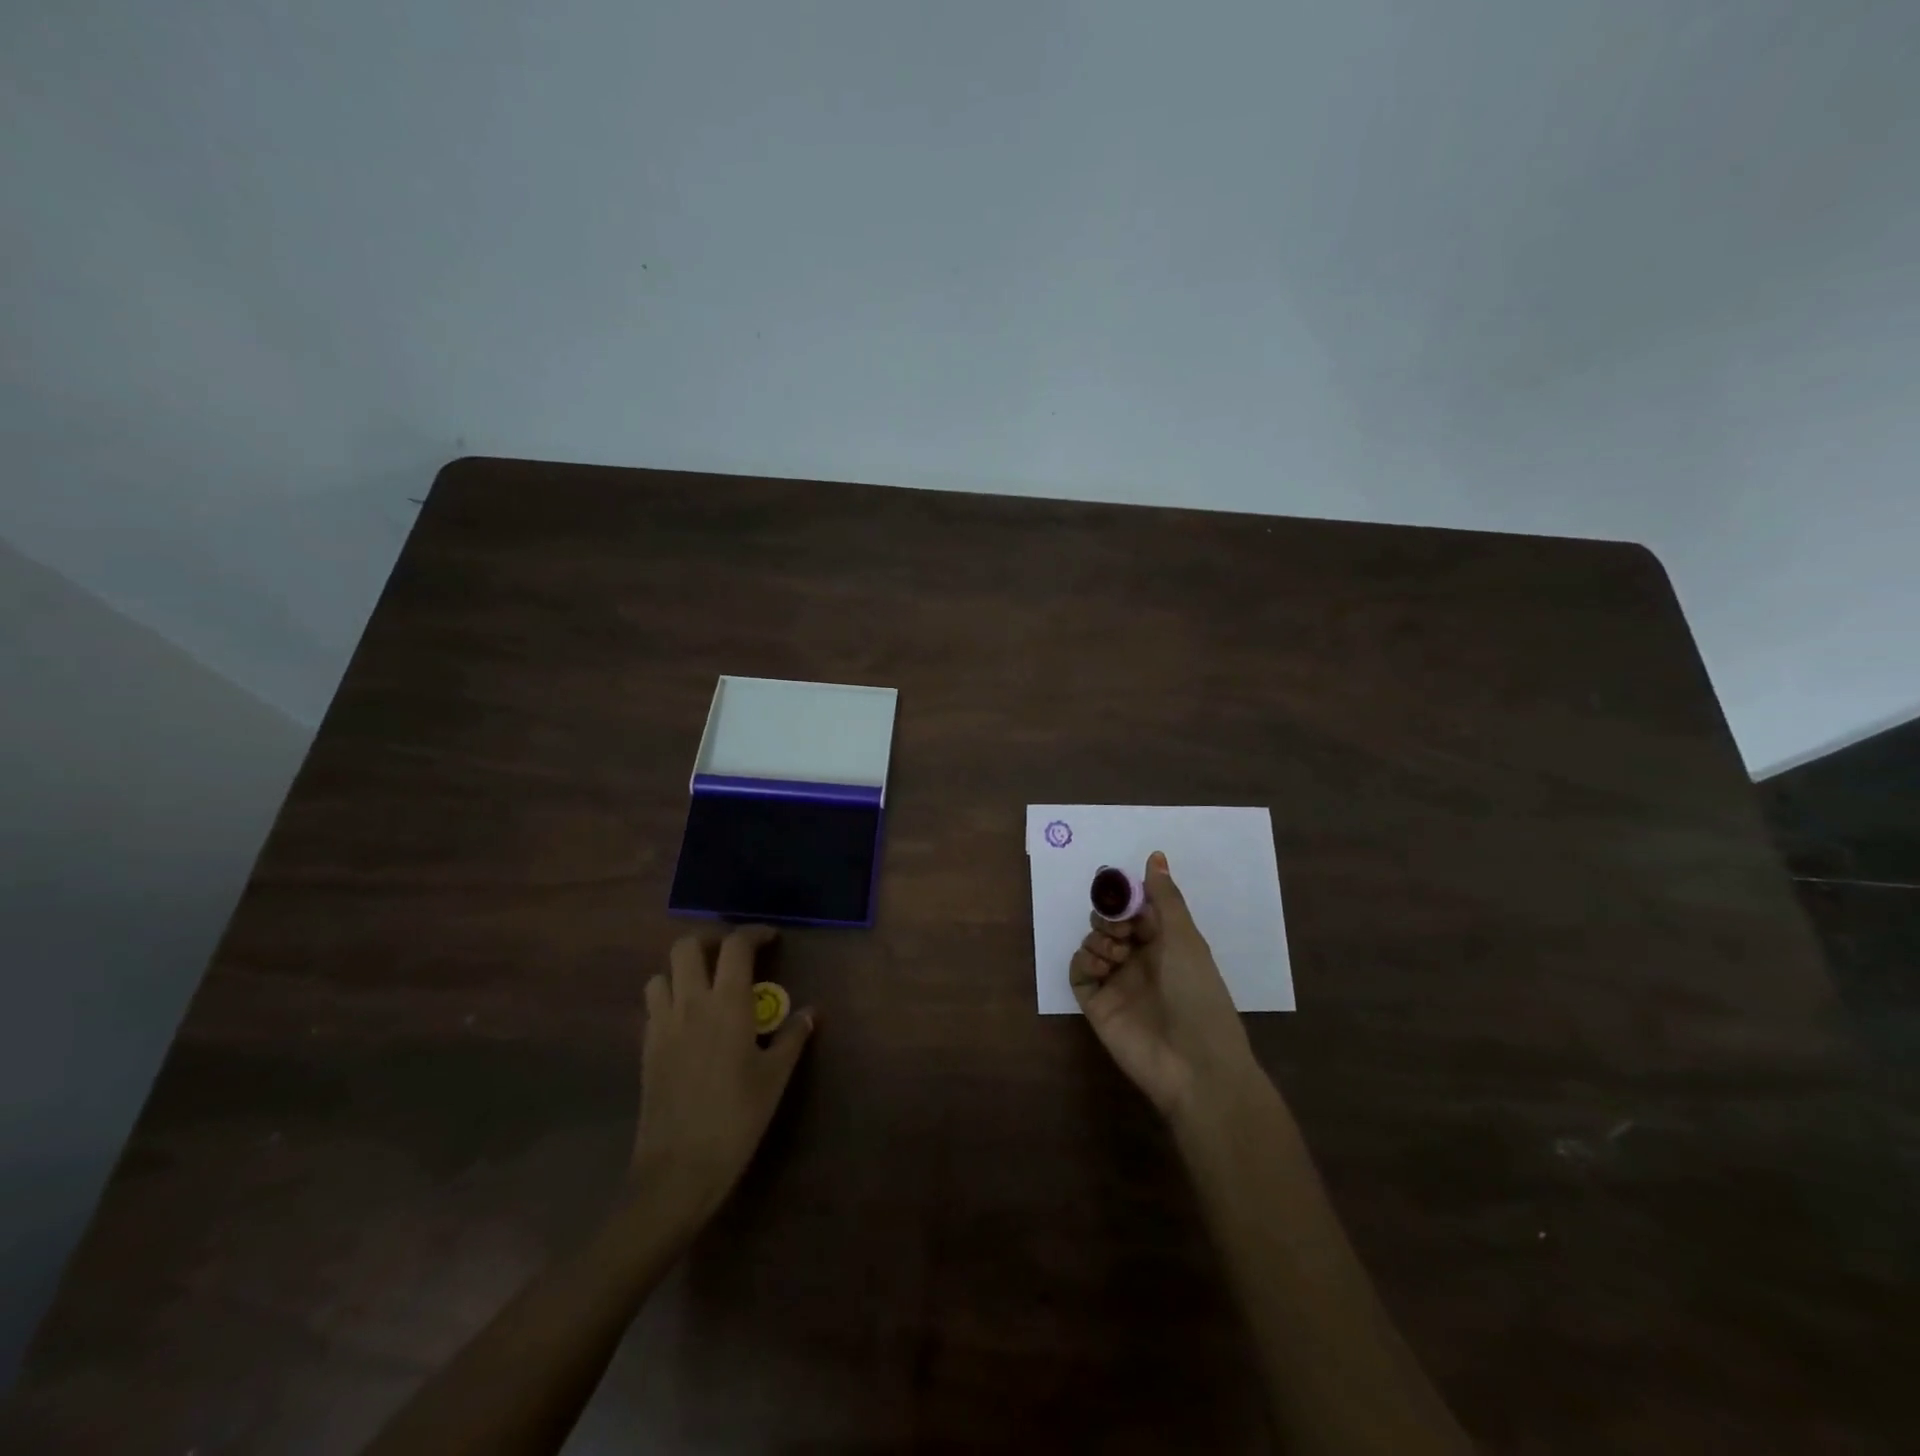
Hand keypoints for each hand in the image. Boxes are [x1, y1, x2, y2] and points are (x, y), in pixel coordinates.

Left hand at [632, 925, 814, 1227]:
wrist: (678, 1170)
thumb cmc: (737, 1119)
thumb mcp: (775, 1078)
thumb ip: (792, 1037)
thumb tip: (811, 1013)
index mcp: (727, 1004)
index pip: (735, 946)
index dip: (753, 933)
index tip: (770, 938)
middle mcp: (690, 1004)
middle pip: (686, 946)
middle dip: (710, 942)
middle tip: (732, 957)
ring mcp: (662, 1025)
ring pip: (662, 974)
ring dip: (683, 971)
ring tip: (706, 987)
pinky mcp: (645, 1049)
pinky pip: (652, 1006)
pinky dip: (669, 999)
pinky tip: (688, 1022)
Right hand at [1070, 851, 1260, 1120]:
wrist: (1194, 1064)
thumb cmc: (1198, 994)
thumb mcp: (1185, 939)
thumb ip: (1165, 897)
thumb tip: (1155, 855)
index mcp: (1165, 942)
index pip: (1136, 908)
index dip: (1124, 894)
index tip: (1114, 883)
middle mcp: (1139, 959)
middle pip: (1109, 922)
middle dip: (1108, 915)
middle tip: (1119, 927)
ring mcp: (1116, 981)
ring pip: (1092, 943)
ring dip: (1099, 938)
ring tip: (1116, 954)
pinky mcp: (1096, 1004)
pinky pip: (1078, 971)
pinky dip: (1083, 962)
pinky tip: (1100, 967)